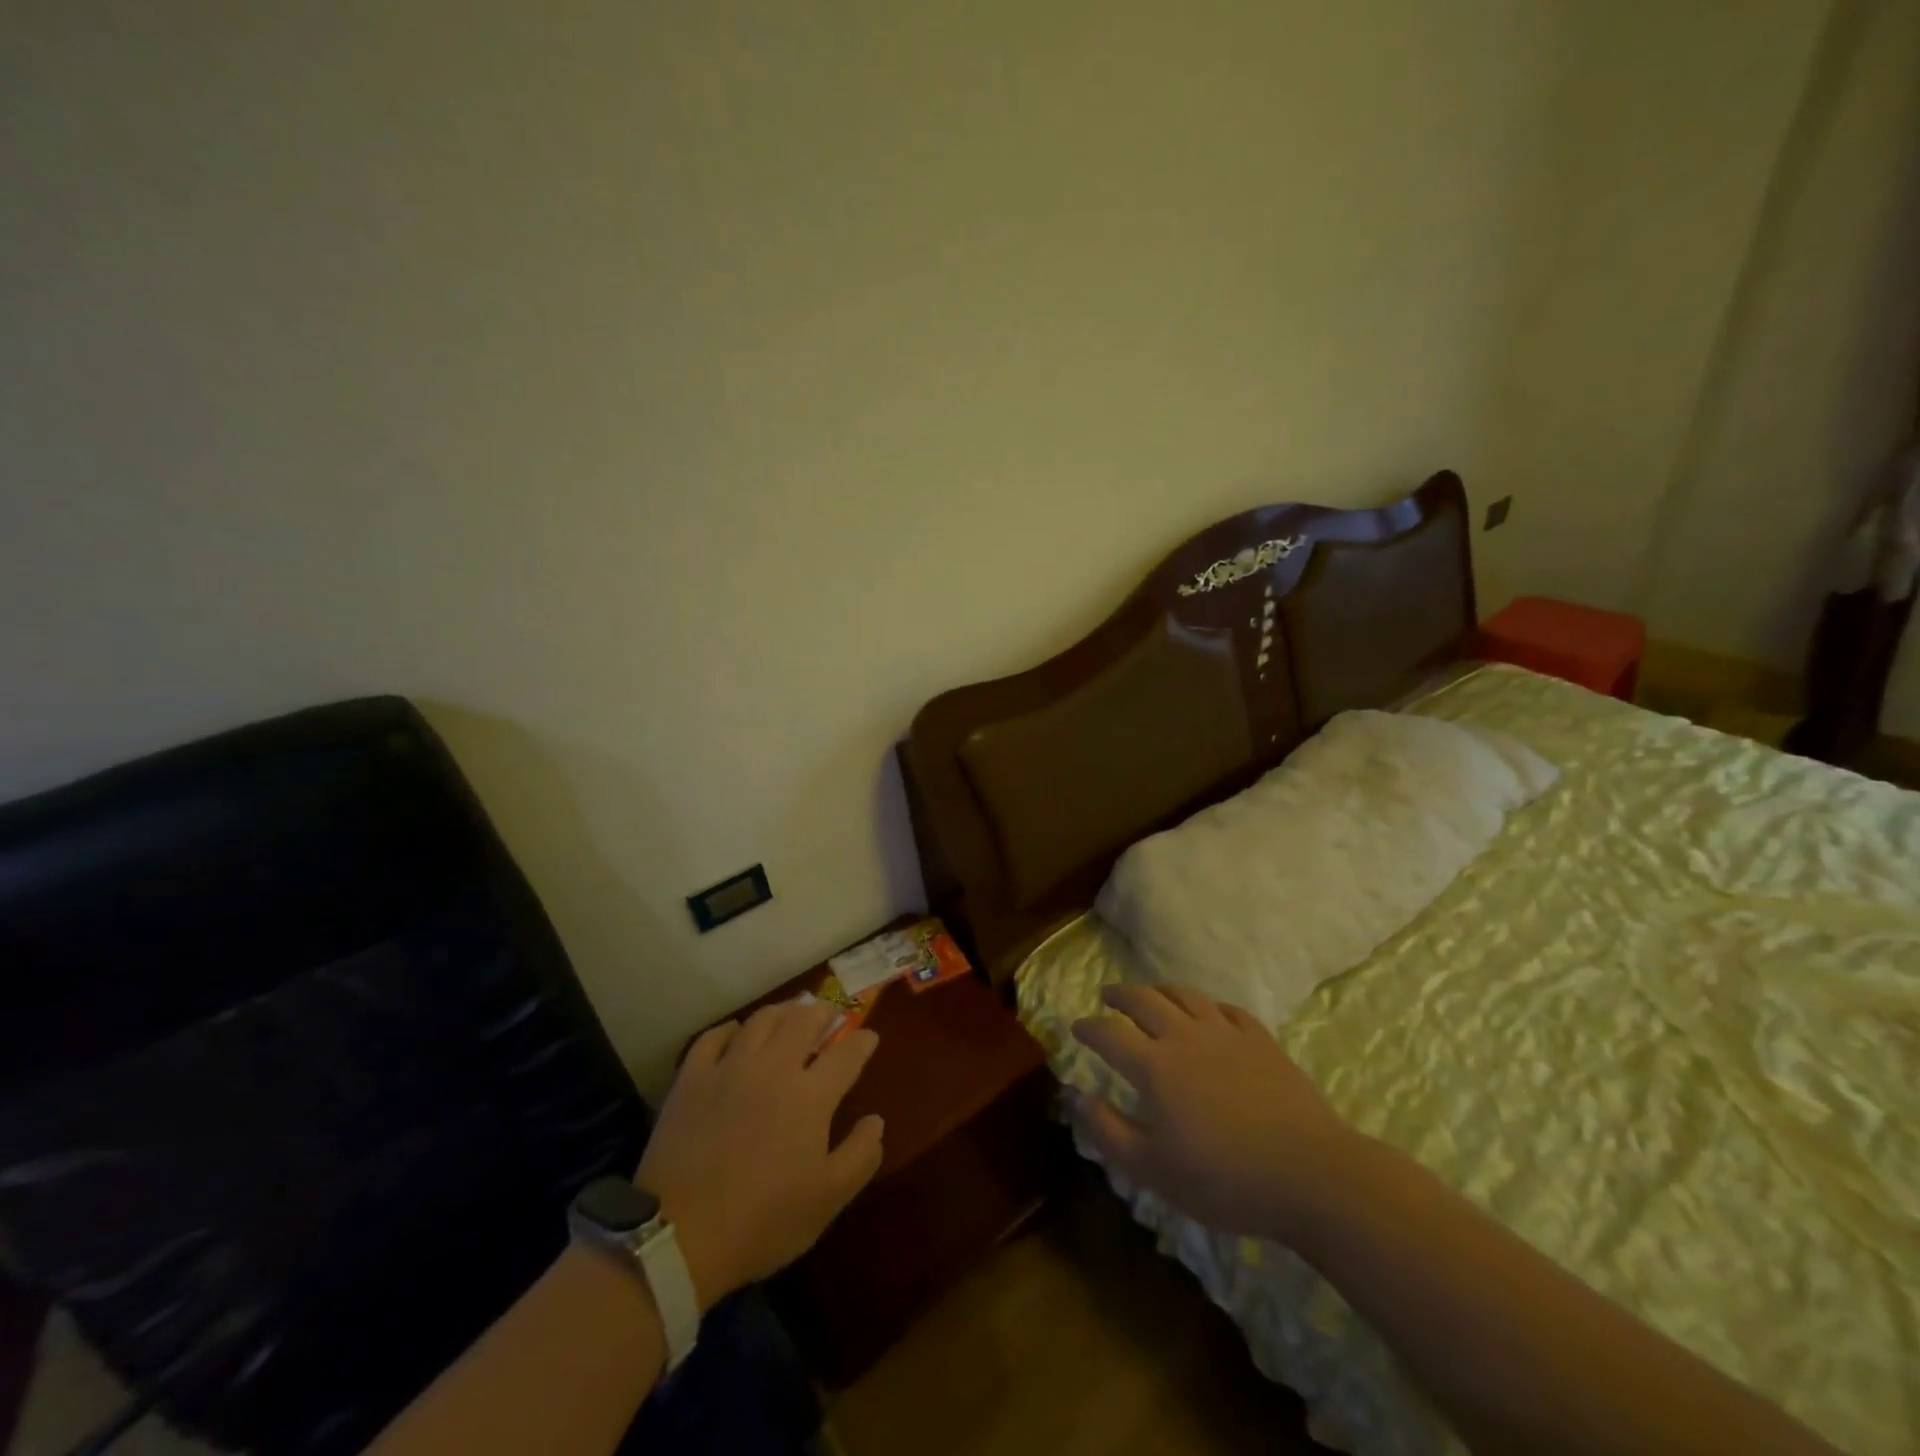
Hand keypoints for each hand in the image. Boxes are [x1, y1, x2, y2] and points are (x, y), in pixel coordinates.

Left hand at [636, 999, 885, 1309]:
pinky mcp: (692, 1078)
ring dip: (782, 1011)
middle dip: (824, 1012)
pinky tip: (736, 1032)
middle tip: (830, 1014)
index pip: (847, 1054)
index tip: (870, 1037)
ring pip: (761, 1019)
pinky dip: (731, 1029)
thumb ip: (860, 1156)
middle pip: (804, 1020)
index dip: (863, 1041)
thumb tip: (876, 1121)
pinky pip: (714, 1037)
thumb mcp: (827, 1200)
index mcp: (811, 1096)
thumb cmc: (762, 1221)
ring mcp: (729, 1068)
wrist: (678, 1237)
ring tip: (790, 1013)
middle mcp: (774, 1068)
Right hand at [1071, 983, 1353, 1247]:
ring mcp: (1226, 1034)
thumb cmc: (1224, 1179)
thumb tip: (1082, 1098)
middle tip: (1108, 995)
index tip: (1076, 1027)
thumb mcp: (1153, 1170)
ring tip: (1151, 994)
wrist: (1311, 1174)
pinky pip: (1227, 1010)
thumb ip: (1110, 1131)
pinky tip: (1209, 1013)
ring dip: (1161, 990)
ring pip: (1185, 996)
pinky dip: (1208, 1006)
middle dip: (1120, 995)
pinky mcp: (1261, 1041)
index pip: (1109, 1035)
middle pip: (1145, 1001)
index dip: (1089, 1028)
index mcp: (1154, 1066)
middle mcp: (1185, 1037)